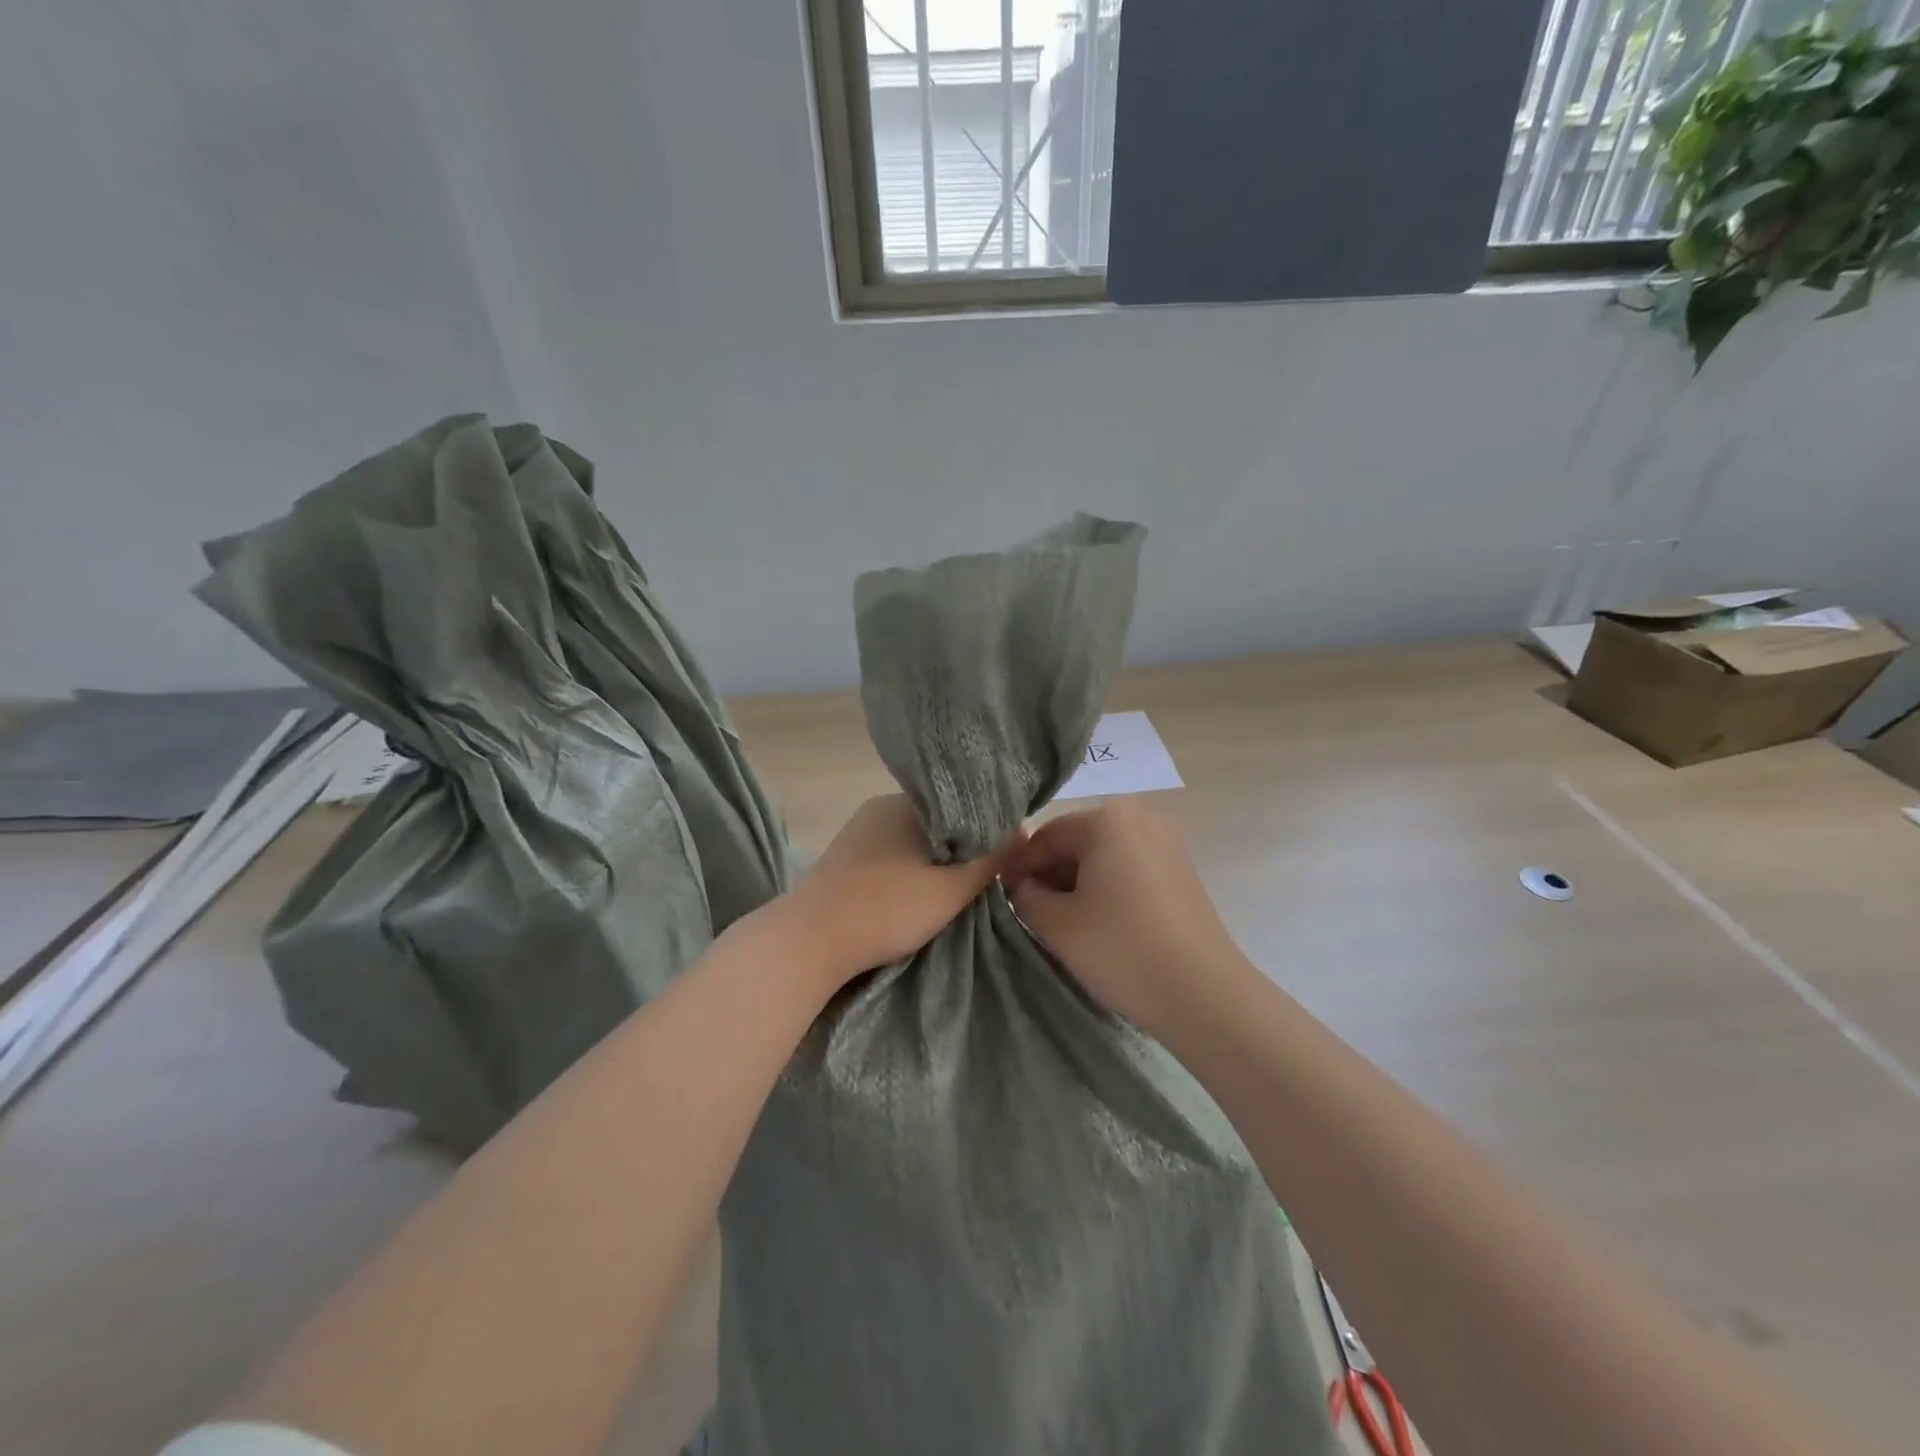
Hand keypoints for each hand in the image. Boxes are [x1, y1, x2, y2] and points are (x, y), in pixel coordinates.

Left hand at [782, 795, 1020, 994]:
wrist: (808, 941)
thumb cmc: (886, 909)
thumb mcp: (951, 889)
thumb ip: (991, 860)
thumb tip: (1023, 833)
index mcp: (905, 803)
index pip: (962, 805)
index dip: (987, 830)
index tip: (1005, 857)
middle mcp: (879, 807)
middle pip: (937, 823)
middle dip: (960, 848)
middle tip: (981, 881)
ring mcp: (856, 832)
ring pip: (911, 841)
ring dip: (932, 862)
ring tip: (951, 892)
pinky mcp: (842, 858)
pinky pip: (889, 855)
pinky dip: (907, 871)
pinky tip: (912, 896)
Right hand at [1002, 799, 1245, 1037]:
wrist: (1204, 995)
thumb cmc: (1122, 950)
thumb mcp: (1056, 924)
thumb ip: (1024, 895)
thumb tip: (1022, 885)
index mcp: (1107, 819)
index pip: (1045, 836)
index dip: (1019, 869)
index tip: (1005, 901)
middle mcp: (1140, 817)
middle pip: (1076, 842)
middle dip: (1050, 876)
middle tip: (1034, 917)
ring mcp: (1166, 843)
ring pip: (1103, 857)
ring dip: (1077, 885)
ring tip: (1067, 926)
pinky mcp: (1181, 870)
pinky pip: (1129, 869)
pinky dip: (1107, 890)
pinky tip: (1102, 926)